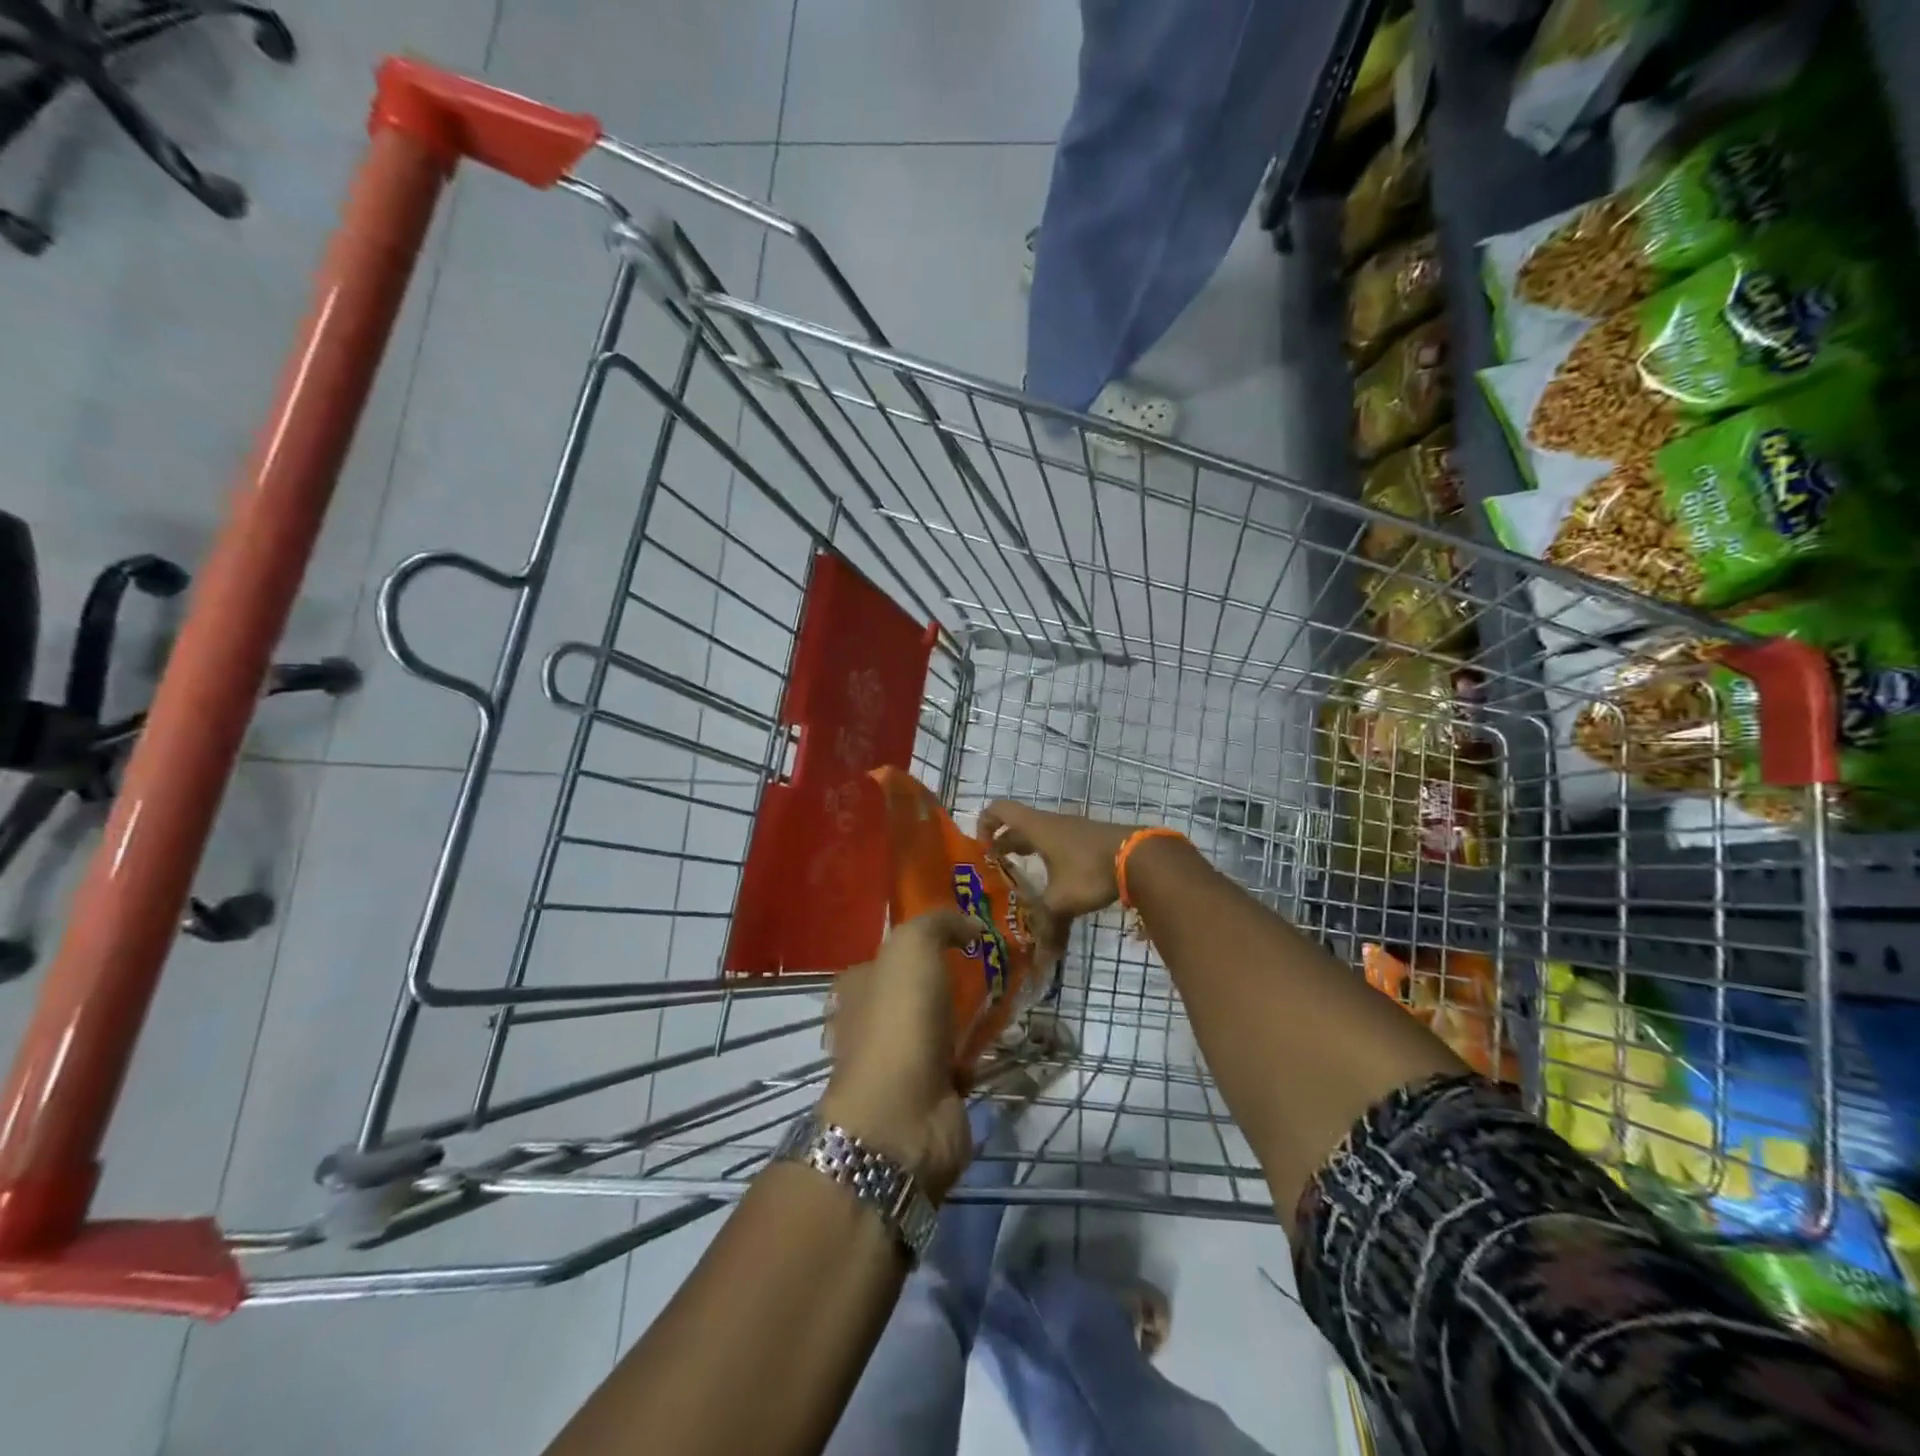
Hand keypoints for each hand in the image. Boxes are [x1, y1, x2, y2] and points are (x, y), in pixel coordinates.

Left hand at [819, 910, 979, 1201]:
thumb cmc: (900, 1020)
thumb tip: (970, 925)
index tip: (965, 933)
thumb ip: (939, 923)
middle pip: (919, 990)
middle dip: (952, 978)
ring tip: (1010, 992)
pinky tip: (1006, 1033)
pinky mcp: (932, 1092)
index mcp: (859, 986)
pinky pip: (961, 1059)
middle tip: (996, 962)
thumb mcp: (913, 945)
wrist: (904, 1115)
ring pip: (942, 1024)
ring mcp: (902, 1061)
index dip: (924, 942)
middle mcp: (874, 1022)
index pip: (889, 955)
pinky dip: (981, 1050)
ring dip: (970, 1014)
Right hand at [978, 801, 1139, 919]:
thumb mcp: (1063, 901)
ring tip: (1024, 878)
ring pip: (1042, 835)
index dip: (985, 823)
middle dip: (1005, 845)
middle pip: (1019, 826)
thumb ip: (1047, 926)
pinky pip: (1061, 843)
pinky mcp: (1091, 839)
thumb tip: (1040, 958)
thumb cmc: (1091, 871)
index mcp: (1037, 829)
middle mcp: (1052, 823)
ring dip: (1029, 851)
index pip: (1000, 810)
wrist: (1140, 857)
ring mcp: (1074, 829)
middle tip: (995, 868)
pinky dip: (1051, 857)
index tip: (981, 848)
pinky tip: (1057, 881)